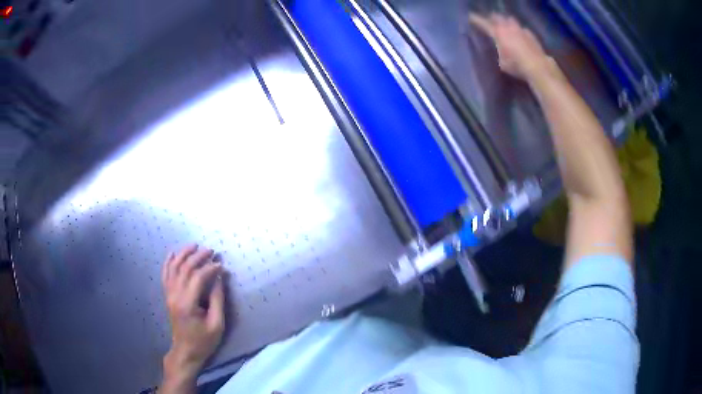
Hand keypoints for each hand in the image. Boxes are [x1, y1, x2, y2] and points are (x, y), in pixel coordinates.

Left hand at [161, 244, 225, 385]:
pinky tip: (172, 253)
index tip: (221, 265)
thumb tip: (219, 278)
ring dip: (183, 254)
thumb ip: (218, 300)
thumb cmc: (203, 341)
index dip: (210, 268)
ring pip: (173, 268)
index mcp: (187, 303)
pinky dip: (168, 262)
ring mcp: (169, 294)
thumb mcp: (217, 324)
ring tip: (194, 246)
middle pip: (184, 269)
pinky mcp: (167, 296)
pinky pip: (165, 275)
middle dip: (198, 257)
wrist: (186, 351)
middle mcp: (175, 295)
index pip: (197, 278)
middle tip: (211, 250)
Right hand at [469, 13, 552, 81]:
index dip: (476, 19)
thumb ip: (499, 51)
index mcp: (497, 33)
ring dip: (506, 21)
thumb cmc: (516, 65)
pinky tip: (520, 35)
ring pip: (510, 19)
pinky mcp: (530, 34)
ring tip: (505, 25)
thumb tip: (501, 49)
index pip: (483, 23)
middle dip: (492, 18)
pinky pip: (521, 28)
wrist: (538, 66)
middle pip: (497, 17)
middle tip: (490, 21)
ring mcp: (520, 29)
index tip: (471, 17)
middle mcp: (508, 27)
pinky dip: (518, 30)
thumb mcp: (502, 62)